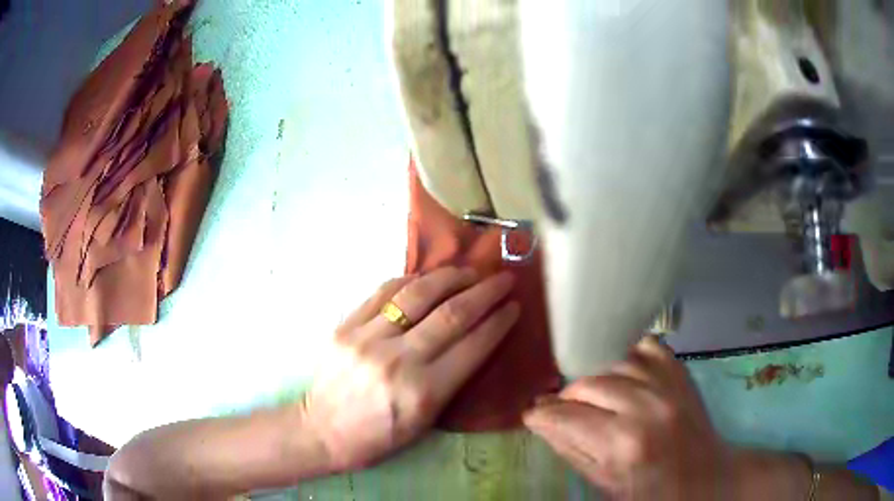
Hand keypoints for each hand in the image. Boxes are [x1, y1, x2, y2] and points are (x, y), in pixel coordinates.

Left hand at [302, 267, 518, 471]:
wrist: (323, 431)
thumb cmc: (379, 436)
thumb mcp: (425, 422)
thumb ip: (451, 381)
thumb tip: (475, 339)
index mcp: (423, 393)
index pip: (473, 346)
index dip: (498, 322)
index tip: (514, 306)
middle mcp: (398, 361)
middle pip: (451, 314)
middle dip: (485, 292)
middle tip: (503, 279)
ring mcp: (368, 339)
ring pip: (417, 295)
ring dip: (450, 277)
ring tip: (470, 270)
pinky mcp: (345, 326)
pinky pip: (383, 292)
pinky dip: (410, 280)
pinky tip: (427, 277)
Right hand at [524, 336, 733, 500]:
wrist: (709, 477)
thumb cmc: (655, 493)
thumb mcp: (606, 485)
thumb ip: (572, 450)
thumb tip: (540, 423)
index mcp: (624, 444)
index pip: (566, 417)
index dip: (542, 415)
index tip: (531, 414)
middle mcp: (644, 406)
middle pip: (586, 383)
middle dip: (565, 397)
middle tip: (560, 409)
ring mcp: (666, 382)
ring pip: (611, 361)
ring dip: (593, 377)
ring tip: (589, 394)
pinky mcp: (680, 370)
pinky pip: (643, 346)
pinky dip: (624, 355)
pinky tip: (618, 372)